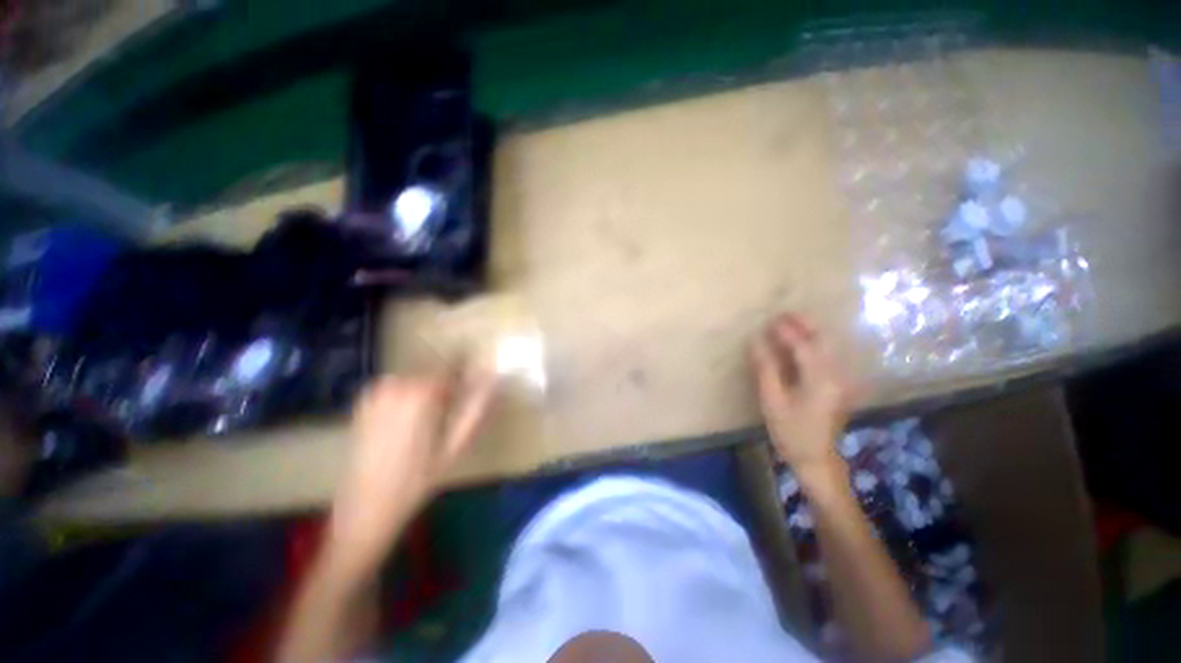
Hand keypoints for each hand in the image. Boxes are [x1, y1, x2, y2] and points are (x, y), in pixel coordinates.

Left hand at [328, 368, 496, 575]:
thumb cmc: (417, 480)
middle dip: (449, 385)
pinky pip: (399, 387)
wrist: (365, 508)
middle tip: (452, 414)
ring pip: (418, 378)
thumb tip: (493, 379)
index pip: (454, 365)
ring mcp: (376, 391)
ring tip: (432, 422)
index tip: (479, 382)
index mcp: (420, 393)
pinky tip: (410, 423)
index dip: (469, 372)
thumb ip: (477, 407)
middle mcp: (395, 384)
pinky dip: (411, 396)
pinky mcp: (365, 401)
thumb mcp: (455, 445)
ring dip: (430, 391)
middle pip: (435, 371)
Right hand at [751, 313, 852, 483]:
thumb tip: (756, 341)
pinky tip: (802, 342)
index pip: (804, 346)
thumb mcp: (772, 401)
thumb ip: (766, 368)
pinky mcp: (839, 384)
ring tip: (790, 323)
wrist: (816, 458)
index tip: (770, 320)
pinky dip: (814, 343)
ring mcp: (841, 380)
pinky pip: (828, 355)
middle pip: (823, 341)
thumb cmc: (791, 432)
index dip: (787, 331)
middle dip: (804, 324)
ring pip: (828, 346)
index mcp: (820, 380)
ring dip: (810, 331)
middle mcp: (836, 375)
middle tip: (784, 314)